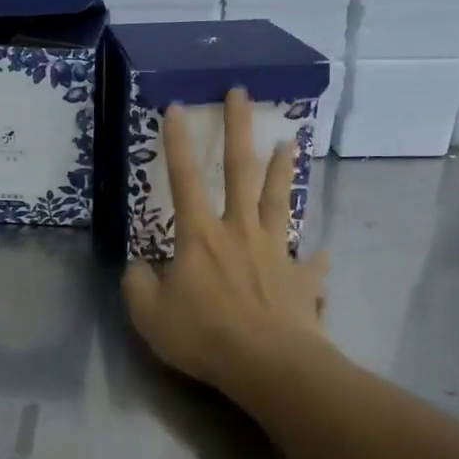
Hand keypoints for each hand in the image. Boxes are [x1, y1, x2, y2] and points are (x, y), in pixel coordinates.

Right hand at [122, 89, 329, 403]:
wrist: (267, 364)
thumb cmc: (203, 336)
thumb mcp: (149, 315)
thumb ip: (138, 285)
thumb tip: (138, 267)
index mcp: (200, 236)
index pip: (184, 179)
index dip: (178, 142)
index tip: (177, 107)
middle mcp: (239, 231)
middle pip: (241, 171)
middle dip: (239, 129)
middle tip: (242, 94)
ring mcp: (275, 251)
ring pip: (278, 201)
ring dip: (282, 171)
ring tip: (291, 143)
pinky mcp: (301, 280)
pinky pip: (309, 265)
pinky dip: (314, 259)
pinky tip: (321, 254)